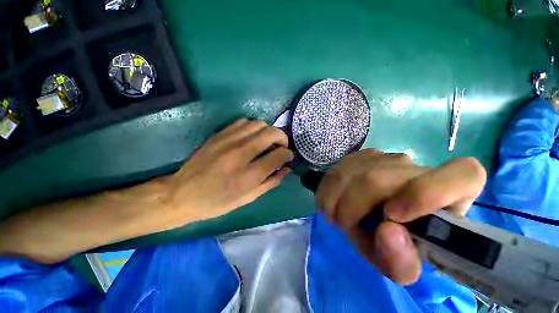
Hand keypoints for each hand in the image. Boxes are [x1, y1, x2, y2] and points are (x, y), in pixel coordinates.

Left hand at [166, 119, 293, 220]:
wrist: (182, 193)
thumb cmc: (217, 202)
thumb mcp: (248, 198)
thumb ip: (271, 182)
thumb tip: (286, 169)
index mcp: (248, 176)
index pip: (278, 155)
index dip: (288, 154)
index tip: (288, 156)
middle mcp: (240, 154)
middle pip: (271, 133)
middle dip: (282, 138)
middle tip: (281, 147)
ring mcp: (228, 141)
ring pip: (259, 124)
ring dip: (268, 131)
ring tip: (267, 142)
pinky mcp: (219, 135)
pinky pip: (243, 122)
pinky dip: (254, 127)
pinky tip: (252, 138)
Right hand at [316, 149, 485, 284]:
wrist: (375, 220)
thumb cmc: (396, 244)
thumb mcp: (401, 265)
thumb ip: (401, 261)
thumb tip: (388, 231)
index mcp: (451, 195)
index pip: (463, 174)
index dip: (427, 192)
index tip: (391, 216)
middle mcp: (417, 168)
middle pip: (377, 180)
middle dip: (352, 208)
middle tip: (344, 226)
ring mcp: (385, 158)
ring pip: (351, 173)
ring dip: (336, 200)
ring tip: (335, 216)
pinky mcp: (360, 157)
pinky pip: (336, 170)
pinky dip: (327, 190)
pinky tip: (328, 203)